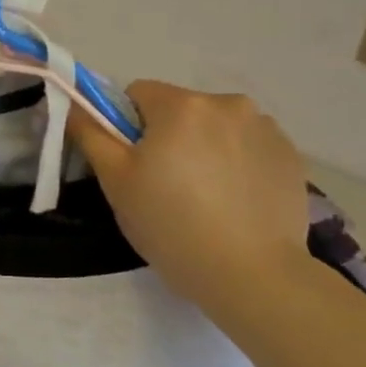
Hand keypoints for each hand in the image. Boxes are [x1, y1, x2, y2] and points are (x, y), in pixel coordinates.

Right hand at [70, 81, 312, 317]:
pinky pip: (248, 147)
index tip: (133, 165)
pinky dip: (236, 164)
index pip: (138, 93)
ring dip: (205, 148)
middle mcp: (228, 103)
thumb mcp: (116, 182)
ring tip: (205, 197)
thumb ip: (91, 134)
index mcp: (181, 105)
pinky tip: (234, 202)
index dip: (126, 127)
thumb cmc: (170, 225)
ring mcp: (266, 128)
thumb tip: (75, 104)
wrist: (250, 273)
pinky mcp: (291, 156)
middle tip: (165, 186)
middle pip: (180, 109)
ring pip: (216, 127)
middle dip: (168, 137)